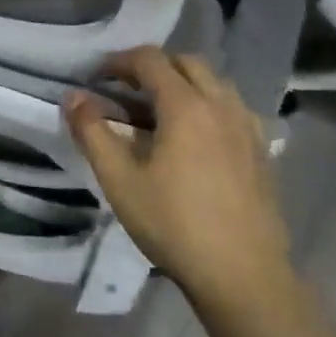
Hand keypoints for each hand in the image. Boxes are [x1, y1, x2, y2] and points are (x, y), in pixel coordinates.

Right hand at [63, 49, 292, 314]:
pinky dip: (208, 107)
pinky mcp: (262, 152)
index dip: (119, 61)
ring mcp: (247, 128)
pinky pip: (232, 109)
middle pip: (187, 62)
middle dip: (153, 67)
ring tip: (158, 113)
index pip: (150, 59)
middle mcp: (221, 106)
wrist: (243, 276)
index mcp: (186, 106)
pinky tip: (195, 139)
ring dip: (183, 84)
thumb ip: (92, 131)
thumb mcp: (119, 179)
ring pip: (214, 84)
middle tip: (126, 90)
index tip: (97, 78)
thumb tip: (73, 97)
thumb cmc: (174, 224)